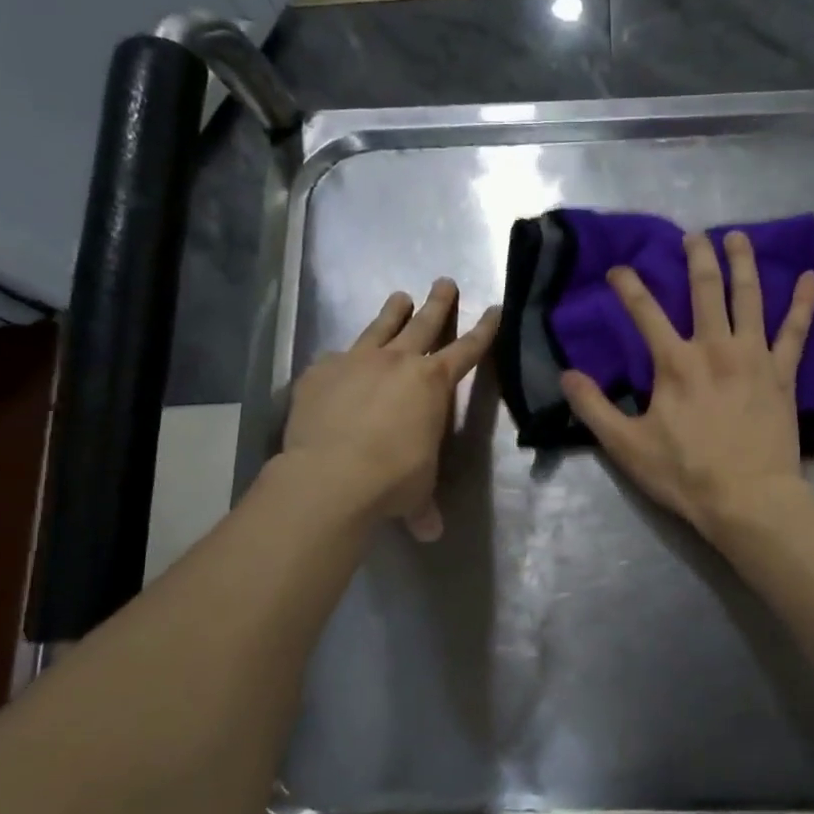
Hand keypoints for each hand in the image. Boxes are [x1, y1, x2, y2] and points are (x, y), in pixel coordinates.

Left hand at [282, 279, 499, 540]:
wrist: (331, 476)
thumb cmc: (392, 480)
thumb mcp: (417, 492)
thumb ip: (423, 506)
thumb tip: (430, 533)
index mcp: (433, 384)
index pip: (468, 350)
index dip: (484, 330)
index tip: (494, 308)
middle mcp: (397, 362)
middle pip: (424, 323)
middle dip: (439, 302)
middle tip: (444, 281)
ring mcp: (355, 361)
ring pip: (380, 327)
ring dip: (393, 311)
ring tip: (400, 297)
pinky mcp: (319, 372)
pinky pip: (335, 357)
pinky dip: (343, 357)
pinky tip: (338, 360)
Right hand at [560, 230, 813, 539]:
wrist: (747, 499)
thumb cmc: (684, 474)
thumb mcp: (626, 446)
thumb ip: (594, 407)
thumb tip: (566, 374)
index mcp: (675, 363)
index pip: (645, 312)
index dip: (629, 286)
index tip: (619, 269)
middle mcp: (714, 347)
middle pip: (705, 290)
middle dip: (697, 257)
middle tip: (693, 236)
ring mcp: (753, 357)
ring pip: (749, 298)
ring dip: (743, 263)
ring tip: (739, 238)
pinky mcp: (783, 375)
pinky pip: (796, 332)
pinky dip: (804, 303)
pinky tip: (810, 277)